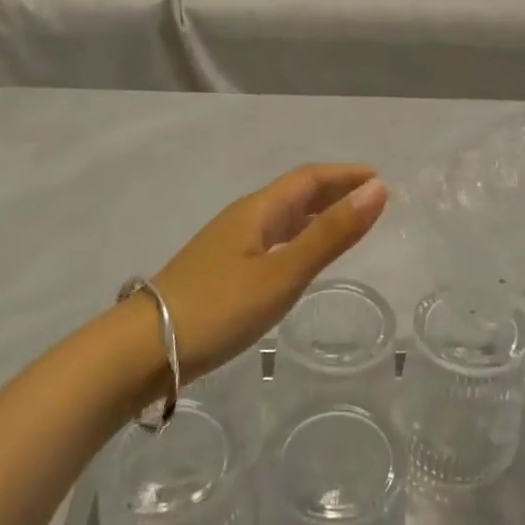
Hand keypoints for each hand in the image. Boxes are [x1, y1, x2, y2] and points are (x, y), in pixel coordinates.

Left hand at [151, 165, 388, 380]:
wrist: (144, 349)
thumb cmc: (219, 308)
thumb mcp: (283, 273)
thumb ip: (331, 235)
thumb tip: (377, 189)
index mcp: (257, 211)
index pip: (308, 179)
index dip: (344, 175)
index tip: (380, 180)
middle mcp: (243, 219)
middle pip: (294, 195)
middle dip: (333, 192)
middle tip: (371, 200)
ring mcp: (228, 246)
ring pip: (281, 219)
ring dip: (316, 215)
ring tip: (346, 224)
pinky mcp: (221, 272)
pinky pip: (271, 241)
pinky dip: (298, 239)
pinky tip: (301, 258)